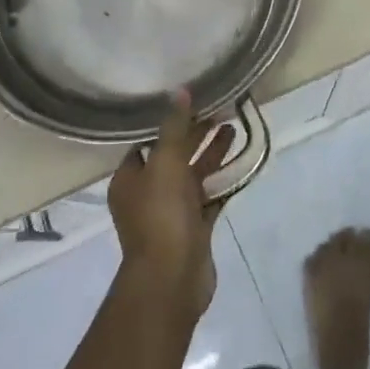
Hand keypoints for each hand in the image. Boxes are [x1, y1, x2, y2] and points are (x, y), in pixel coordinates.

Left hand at [107, 93, 230, 322]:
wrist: (172, 278)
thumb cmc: (161, 215)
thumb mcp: (166, 162)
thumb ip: (175, 126)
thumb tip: (179, 90)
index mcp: (130, 178)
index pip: (147, 142)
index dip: (168, 122)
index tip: (192, 102)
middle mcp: (147, 194)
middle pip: (173, 156)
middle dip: (196, 134)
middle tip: (222, 110)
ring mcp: (171, 213)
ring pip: (193, 175)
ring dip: (211, 153)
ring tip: (235, 128)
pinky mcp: (193, 229)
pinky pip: (208, 197)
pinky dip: (221, 181)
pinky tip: (239, 163)